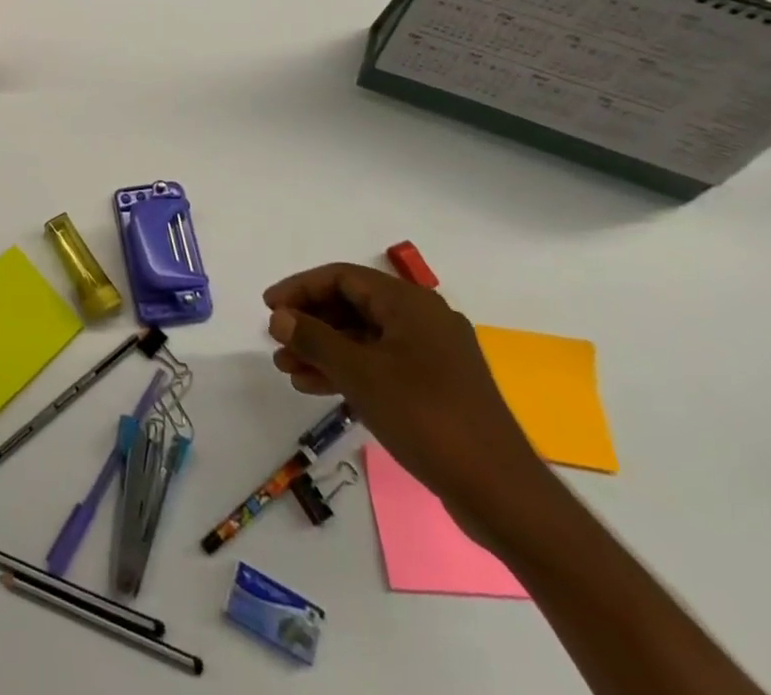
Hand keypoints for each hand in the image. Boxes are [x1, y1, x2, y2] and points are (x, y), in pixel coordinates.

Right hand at [264, 263, 546, 529]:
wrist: (501, 494)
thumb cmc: (426, 418)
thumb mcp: (360, 374)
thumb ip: (314, 339)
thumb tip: (278, 317)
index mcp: (410, 303)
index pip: (342, 277)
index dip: (300, 288)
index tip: (268, 308)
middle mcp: (423, 319)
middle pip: (352, 305)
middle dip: (310, 323)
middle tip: (277, 342)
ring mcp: (432, 354)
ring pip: (364, 338)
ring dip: (324, 350)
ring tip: (288, 370)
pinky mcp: (436, 387)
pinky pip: (381, 363)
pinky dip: (348, 370)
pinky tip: (317, 388)